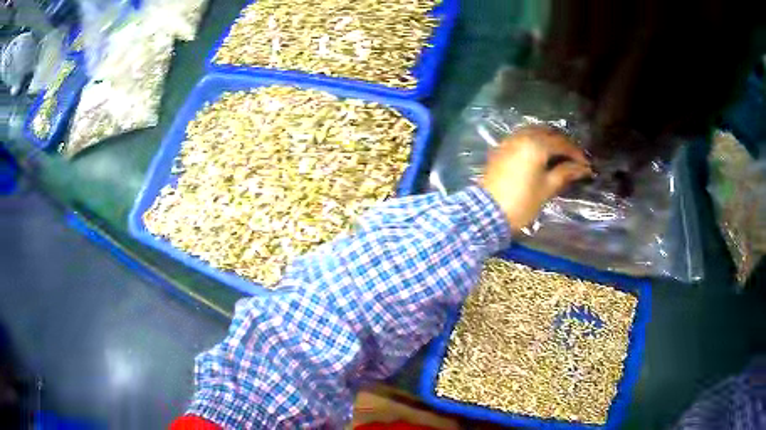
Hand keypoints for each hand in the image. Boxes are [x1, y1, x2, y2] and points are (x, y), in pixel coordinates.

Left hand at [481, 125, 591, 231]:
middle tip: (574, 158)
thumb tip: (582, 168)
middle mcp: (522, 136)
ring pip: (533, 131)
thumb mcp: (547, 188)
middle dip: (563, 143)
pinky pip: (522, 137)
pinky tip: (541, 153)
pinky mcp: (501, 148)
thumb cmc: (522, 202)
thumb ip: (565, 173)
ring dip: (548, 139)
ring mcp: (509, 141)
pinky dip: (534, 140)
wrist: (488, 212)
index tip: (586, 165)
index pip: (561, 143)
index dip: (576, 153)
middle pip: (548, 132)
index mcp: (536, 145)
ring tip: (559, 155)